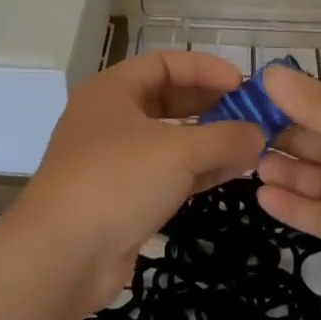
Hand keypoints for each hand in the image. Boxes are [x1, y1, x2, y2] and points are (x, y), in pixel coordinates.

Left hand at [14, 50, 264, 307]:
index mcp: (113, 90)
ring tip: (250, 146)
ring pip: (169, 139)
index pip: (165, 63)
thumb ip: (225, 138)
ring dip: (209, 141)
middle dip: (210, 105)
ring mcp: (114, 160)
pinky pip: (166, 173)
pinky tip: (230, 174)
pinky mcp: (122, 197)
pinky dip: (197, 170)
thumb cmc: (117, 181)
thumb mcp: (179, 151)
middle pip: (168, 100)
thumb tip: (259, 134)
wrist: (61, 256)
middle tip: (250, 116)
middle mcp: (110, 118)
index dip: (205, 69)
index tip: (242, 84)